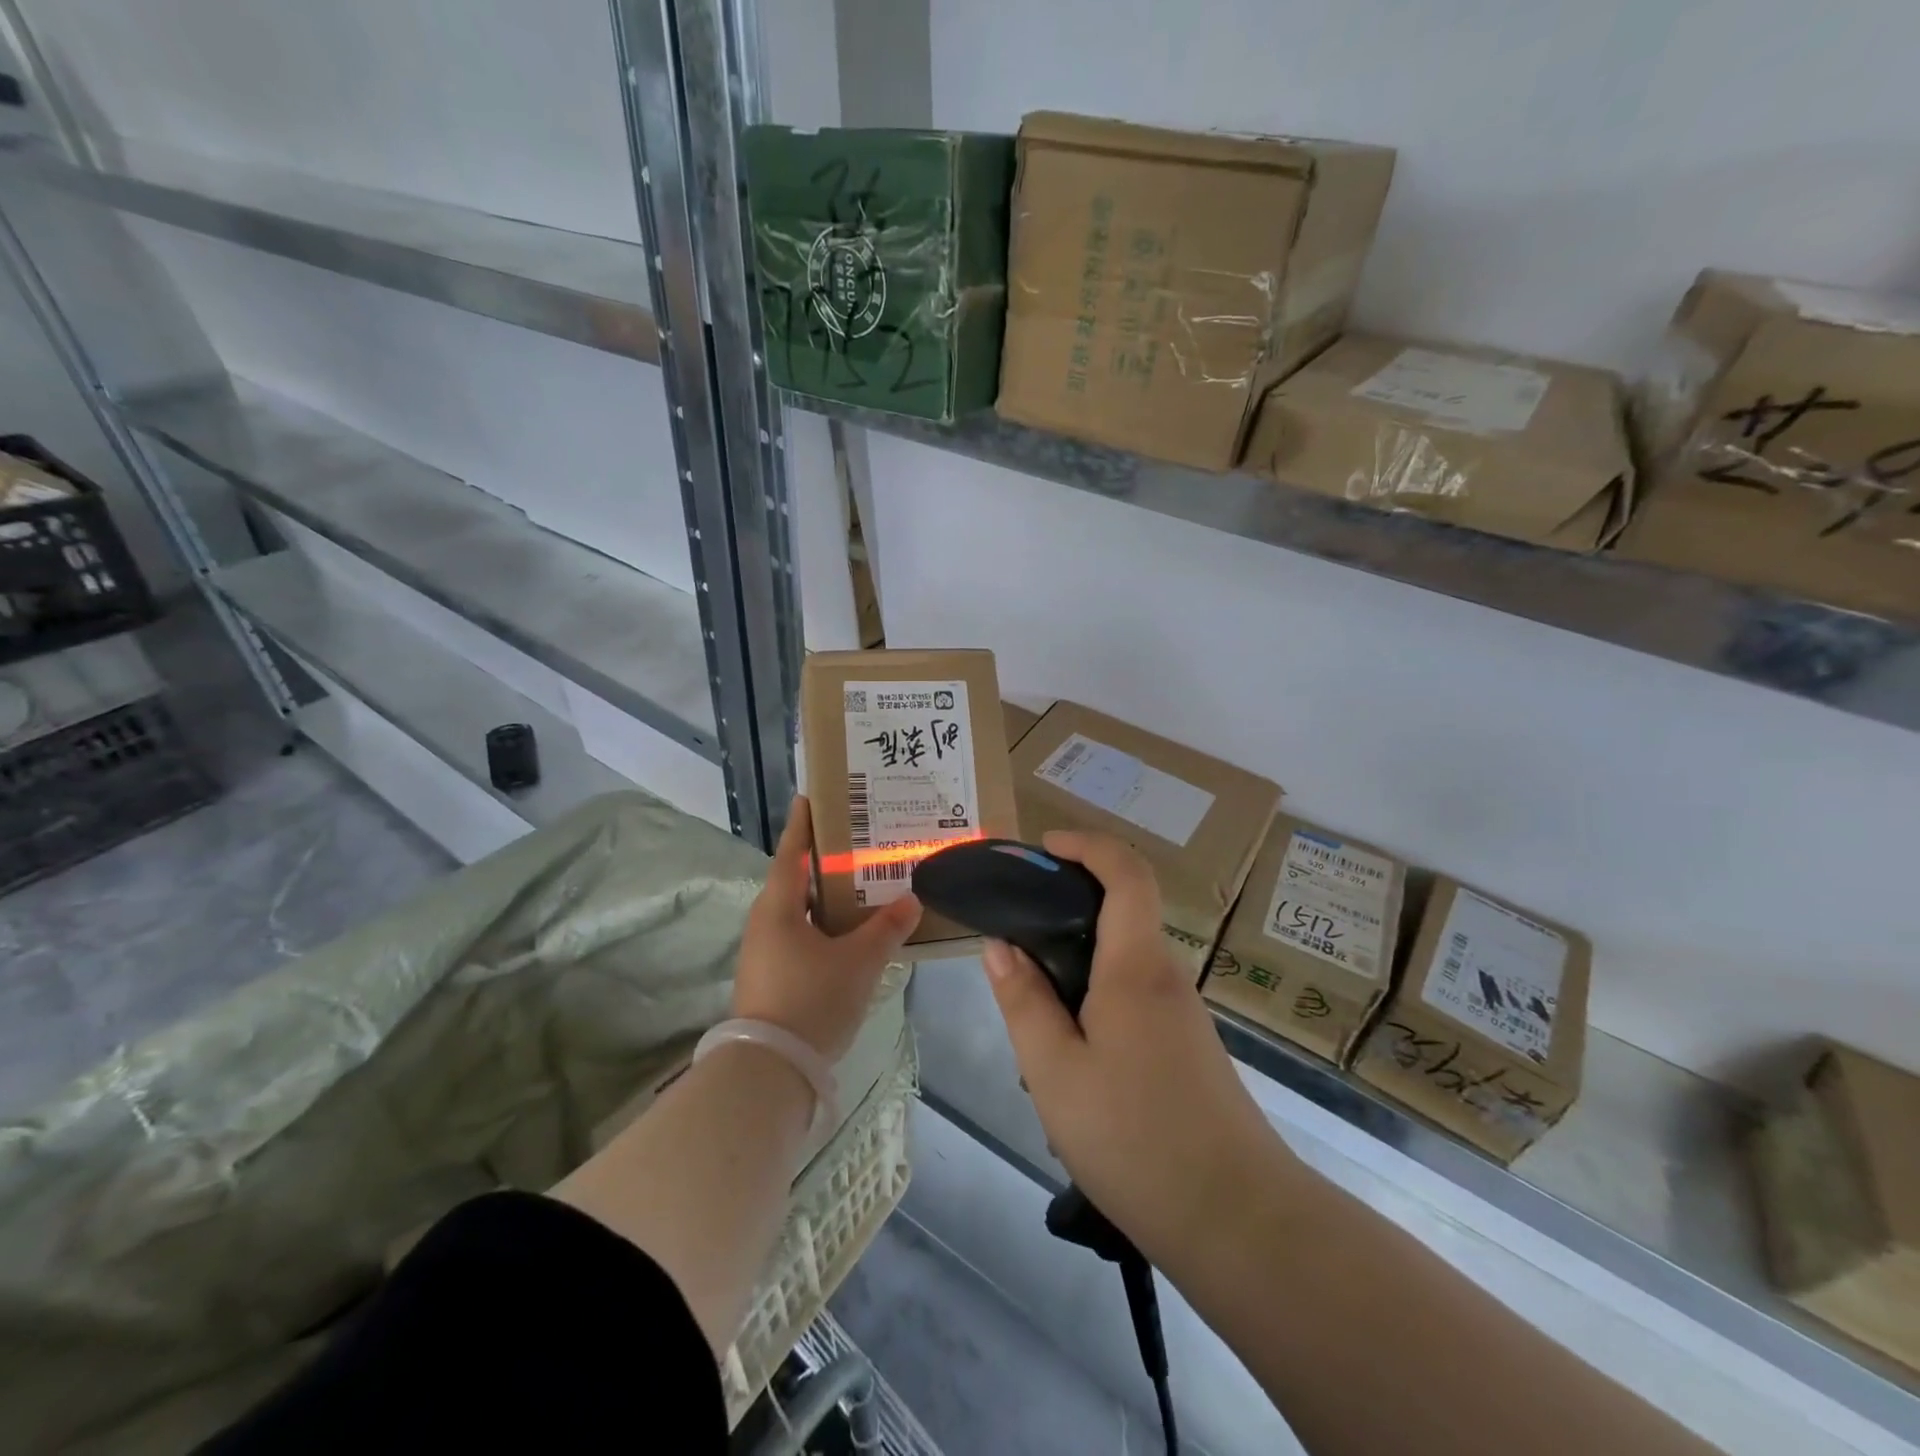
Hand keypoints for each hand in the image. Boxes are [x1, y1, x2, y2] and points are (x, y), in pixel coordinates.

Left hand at [732, 797, 921, 1062]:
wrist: (771, 1070)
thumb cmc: (812, 999)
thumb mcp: (859, 962)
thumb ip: (887, 928)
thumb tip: (912, 900)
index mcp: (778, 908)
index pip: (791, 853)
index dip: (803, 825)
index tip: (810, 797)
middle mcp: (765, 924)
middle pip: (796, 881)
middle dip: (824, 861)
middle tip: (856, 842)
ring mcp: (765, 954)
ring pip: (800, 912)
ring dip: (826, 898)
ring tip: (861, 886)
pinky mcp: (771, 979)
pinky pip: (801, 937)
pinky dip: (824, 927)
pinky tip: (850, 934)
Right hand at [982, 831, 1280, 1261]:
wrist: (1240, 1222)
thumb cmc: (1136, 1139)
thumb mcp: (1055, 1073)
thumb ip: (1024, 1002)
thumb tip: (1000, 946)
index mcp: (1136, 967)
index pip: (1127, 874)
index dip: (1088, 845)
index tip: (1044, 848)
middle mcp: (1165, 976)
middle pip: (1125, 909)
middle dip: (1070, 899)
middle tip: (1016, 924)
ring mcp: (1182, 1012)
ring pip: (1125, 957)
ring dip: (1078, 956)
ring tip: (1028, 998)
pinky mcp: (1186, 1045)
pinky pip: (1134, 993)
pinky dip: (1095, 991)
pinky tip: (1067, 1046)